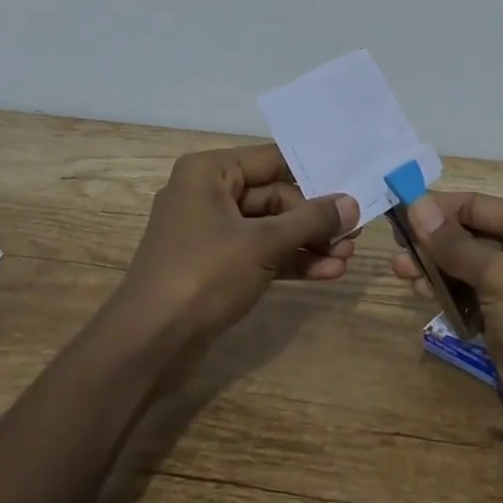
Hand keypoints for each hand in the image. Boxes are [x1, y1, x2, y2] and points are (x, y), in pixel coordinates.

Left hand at [117, 144, 359, 349]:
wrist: (149, 343)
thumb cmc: (203, 274)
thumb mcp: (263, 243)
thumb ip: (310, 220)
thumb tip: (352, 203)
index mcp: (209, 172)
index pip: (272, 159)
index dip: (313, 172)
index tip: (352, 183)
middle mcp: (208, 194)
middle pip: (274, 196)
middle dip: (314, 219)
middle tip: (354, 235)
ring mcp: (211, 232)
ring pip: (270, 228)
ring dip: (308, 243)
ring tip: (346, 258)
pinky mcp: (215, 266)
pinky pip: (260, 254)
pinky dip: (290, 262)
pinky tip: (326, 273)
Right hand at [389, 191, 502, 474]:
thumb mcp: (502, 275)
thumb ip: (454, 244)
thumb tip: (415, 204)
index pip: (476, 206)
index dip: (436, 207)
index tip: (396, 211)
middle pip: (467, 236)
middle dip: (431, 241)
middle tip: (396, 250)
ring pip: (463, 270)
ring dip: (433, 269)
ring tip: (402, 274)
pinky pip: (467, 301)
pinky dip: (444, 297)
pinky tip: (421, 296)